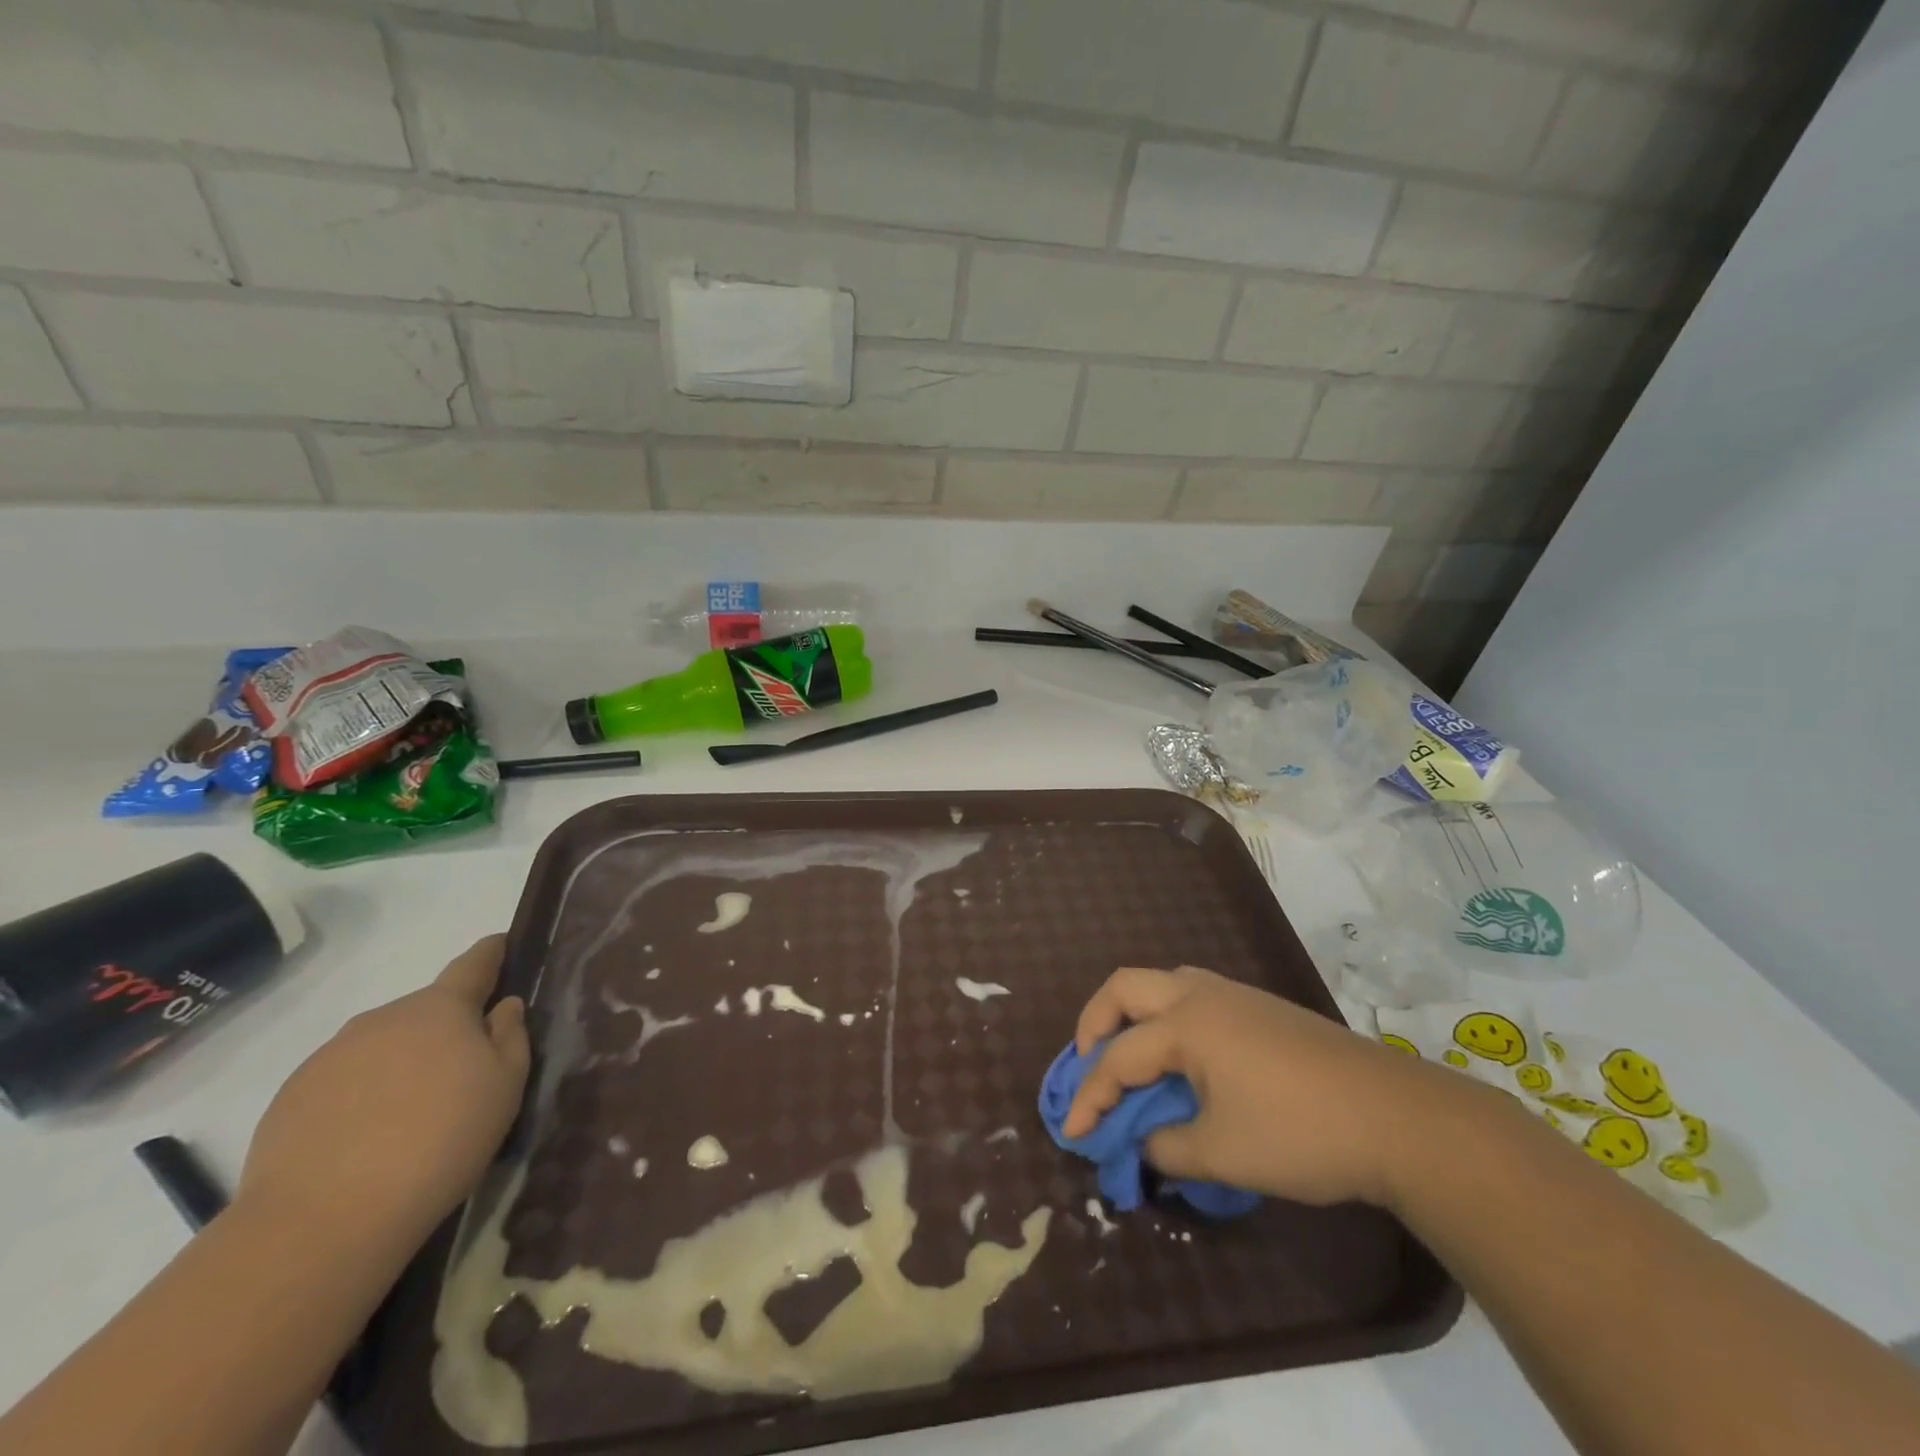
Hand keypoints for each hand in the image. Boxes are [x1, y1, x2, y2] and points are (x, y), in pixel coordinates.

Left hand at [238, 935, 530, 1250]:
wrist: (322, 1220)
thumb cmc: (440, 1140)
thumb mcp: (505, 1086)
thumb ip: (510, 1036)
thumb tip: (504, 1006)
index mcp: (439, 1009)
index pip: (472, 965)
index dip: (490, 953)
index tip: (501, 944)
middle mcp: (382, 1018)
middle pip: (426, 1011)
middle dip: (447, 1027)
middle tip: (464, 1071)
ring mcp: (330, 1056)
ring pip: (383, 1046)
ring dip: (403, 1062)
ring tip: (413, 1114)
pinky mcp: (290, 1098)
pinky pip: (344, 1081)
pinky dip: (363, 1095)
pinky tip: (369, 1139)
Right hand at [1063, 965, 1473, 1208]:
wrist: (1395, 1117)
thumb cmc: (1299, 1133)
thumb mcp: (1222, 1153)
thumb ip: (1166, 1149)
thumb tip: (1143, 1145)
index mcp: (1185, 1024)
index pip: (1118, 1057)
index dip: (1090, 1096)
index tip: (1072, 1133)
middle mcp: (1201, 995)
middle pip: (1125, 987)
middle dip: (1095, 1022)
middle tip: (1087, 1062)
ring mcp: (1235, 995)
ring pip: (1163, 982)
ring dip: (1134, 1012)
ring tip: (1131, 1055)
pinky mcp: (1261, 1007)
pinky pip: (1194, 995)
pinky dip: (1168, 1018)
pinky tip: (1184, 1058)